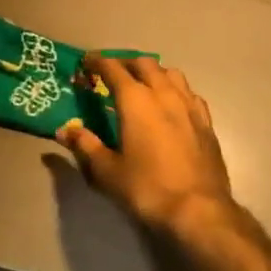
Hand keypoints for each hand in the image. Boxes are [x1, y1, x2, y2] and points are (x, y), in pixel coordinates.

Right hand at [57, 55, 237, 240]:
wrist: (199, 209)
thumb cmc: (147, 188)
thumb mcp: (108, 171)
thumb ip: (85, 146)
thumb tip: (64, 130)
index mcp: (136, 100)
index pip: (113, 69)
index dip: (97, 62)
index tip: (86, 62)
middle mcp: (163, 93)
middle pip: (144, 64)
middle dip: (125, 63)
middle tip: (112, 73)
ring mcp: (188, 104)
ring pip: (170, 73)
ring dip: (153, 72)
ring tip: (143, 84)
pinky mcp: (206, 120)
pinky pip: (188, 92)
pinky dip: (174, 89)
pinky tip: (171, 103)